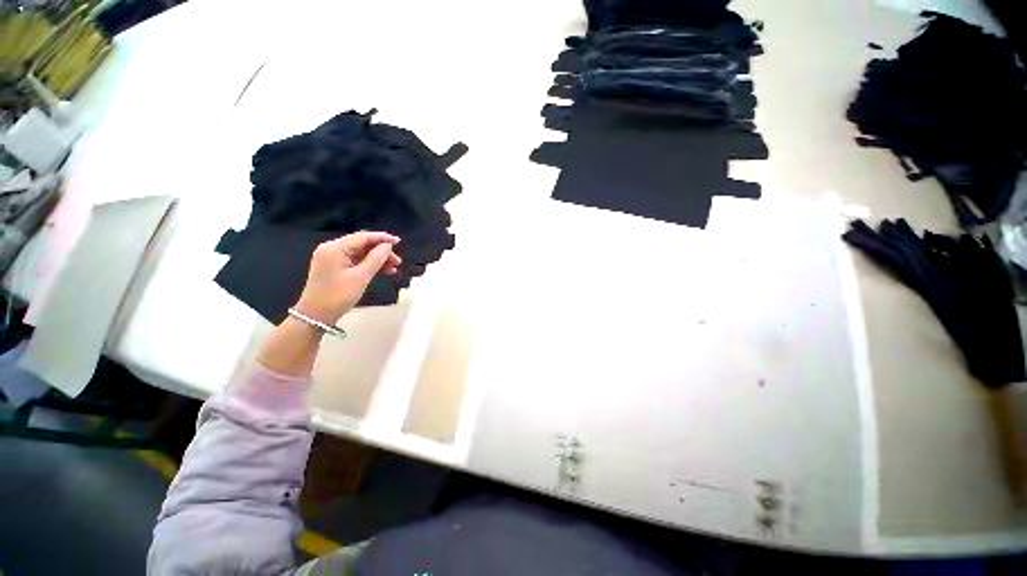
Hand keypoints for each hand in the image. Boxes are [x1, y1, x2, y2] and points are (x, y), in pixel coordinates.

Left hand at [293, 231, 401, 324]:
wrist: (316, 316)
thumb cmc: (338, 296)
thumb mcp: (360, 277)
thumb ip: (376, 259)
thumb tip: (388, 246)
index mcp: (335, 248)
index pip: (363, 237)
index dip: (382, 238)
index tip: (399, 242)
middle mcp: (332, 249)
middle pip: (362, 244)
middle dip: (381, 251)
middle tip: (398, 261)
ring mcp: (332, 258)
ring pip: (360, 253)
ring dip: (377, 259)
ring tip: (393, 268)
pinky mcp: (334, 267)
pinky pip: (355, 261)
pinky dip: (369, 265)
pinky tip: (383, 271)